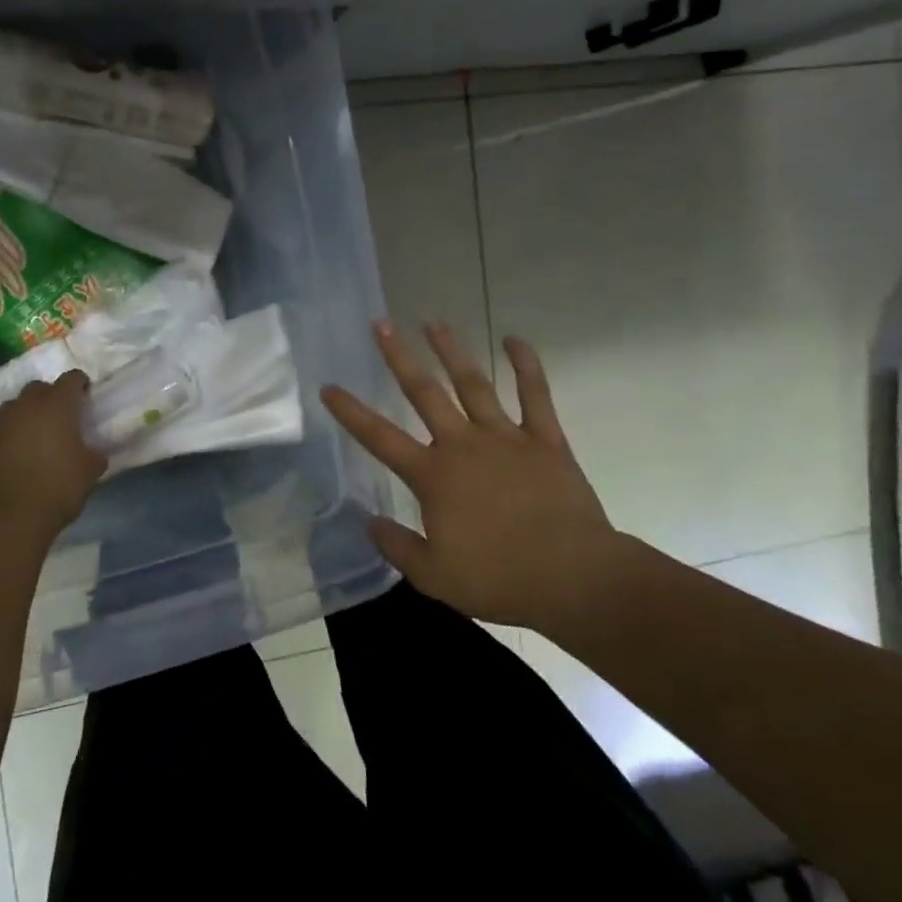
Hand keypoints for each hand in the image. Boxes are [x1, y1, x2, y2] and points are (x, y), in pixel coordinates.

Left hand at [0, 373, 106, 544]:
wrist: (8, 519)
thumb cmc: (57, 488)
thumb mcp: (90, 471)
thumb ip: (93, 454)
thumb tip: (91, 452)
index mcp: (56, 405)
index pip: (71, 379)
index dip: (80, 385)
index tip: (85, 397)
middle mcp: (24, 407)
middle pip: (38, 389)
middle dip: (49, 399)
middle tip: (59, 420)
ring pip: (13, 410)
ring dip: (24, 419)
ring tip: (33, 442)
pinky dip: (5, 443)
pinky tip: (11, 463)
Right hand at [322, 322, 618, 629]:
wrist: (572, 577)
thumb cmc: (499, 579)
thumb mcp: (434, 576)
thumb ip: (398, 546)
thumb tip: (368, 522)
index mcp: (433, 476)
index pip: (380, 437)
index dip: (351, 412)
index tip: (329, 386)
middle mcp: (462, 445)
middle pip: (424, 393)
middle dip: (399, 357)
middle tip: (382, 324)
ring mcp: (505, 437)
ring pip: (472, 384)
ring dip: (452, 351)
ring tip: (433, 322)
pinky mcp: (545, 440)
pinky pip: (535, 395)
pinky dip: (526, 365)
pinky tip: (514, 340)